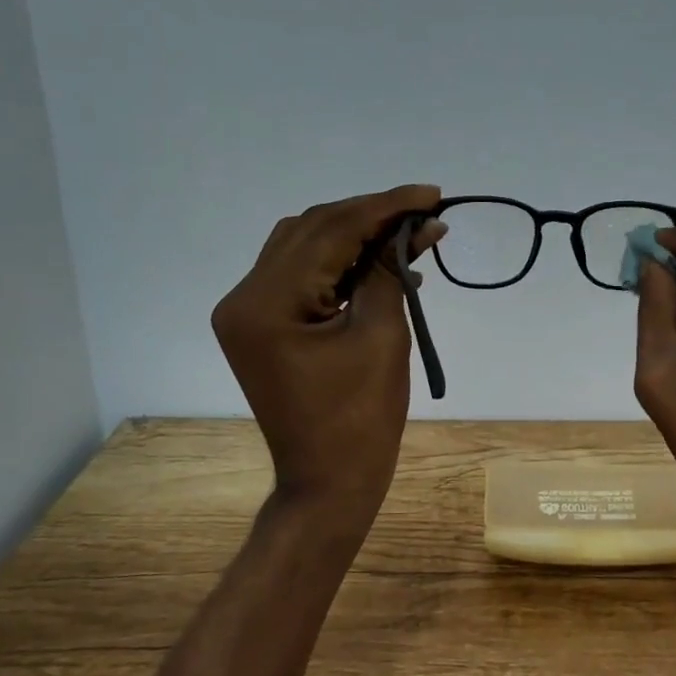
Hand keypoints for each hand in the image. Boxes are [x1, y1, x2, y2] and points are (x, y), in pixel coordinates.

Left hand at [212, 185, 444, 528]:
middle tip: (424, 213)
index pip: (330, 231)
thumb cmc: (361, 420)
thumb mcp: (382, 337)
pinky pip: (300, 276)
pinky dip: (339, 264)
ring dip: (354, 236)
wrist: (328, 482)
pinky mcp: (261, 325)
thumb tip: (417, 226)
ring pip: (303, 247)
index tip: (431, 193)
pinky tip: (378, 261)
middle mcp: (244, 298)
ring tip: (406, 233)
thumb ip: (390, 272)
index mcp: (266, 303)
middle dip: (370, 216)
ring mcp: (247, 312)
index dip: (384, 206)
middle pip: (311, 231)